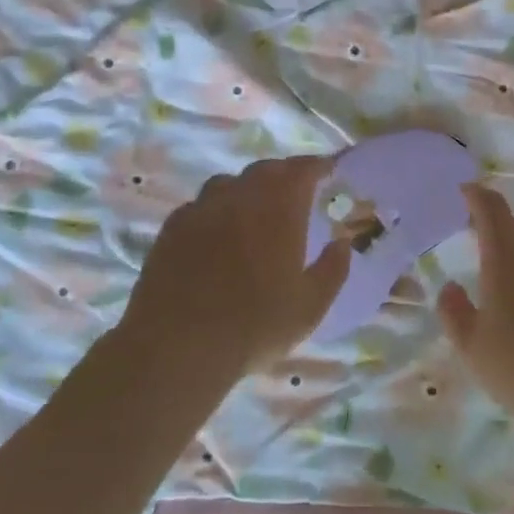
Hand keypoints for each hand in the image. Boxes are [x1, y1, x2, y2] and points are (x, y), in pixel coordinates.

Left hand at [118, 156, 350, 373]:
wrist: (177, 347)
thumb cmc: (254, 326)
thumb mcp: (310, 306)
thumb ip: (333, 269)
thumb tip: (342, 242)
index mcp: (278, 208)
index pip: (302, 170)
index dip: (317, 166)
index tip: (328, 170)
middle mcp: (239, 197)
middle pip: (265, 170)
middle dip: (284, 175)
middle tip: (295, 192)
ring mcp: (201, 209)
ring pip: (228, 184)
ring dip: (247, 189)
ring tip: (254, 211)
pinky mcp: (171, 228)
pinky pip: (200, 206)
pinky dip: (216, 210)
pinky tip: (217, 234)